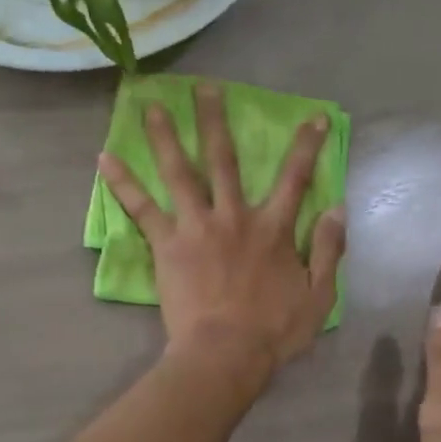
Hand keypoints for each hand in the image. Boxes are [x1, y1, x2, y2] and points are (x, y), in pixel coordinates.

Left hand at [97, 84, 345, 385]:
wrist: (225, 353)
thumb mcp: (319, 295)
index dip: (306, 146)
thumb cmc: (273, 330)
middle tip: (205, 88)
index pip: (295, 178)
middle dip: (215, 121)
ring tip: (150, 106)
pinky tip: (103, 159)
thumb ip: (330, 250)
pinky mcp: (167, 243)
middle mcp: (234, 216)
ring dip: (165, 136)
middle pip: (225, 159)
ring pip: (179, 171)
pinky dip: (122, 183)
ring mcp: (197, 226)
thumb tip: (337, 208)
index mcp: (273, 228)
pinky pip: (141, 208)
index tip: (311, 116)